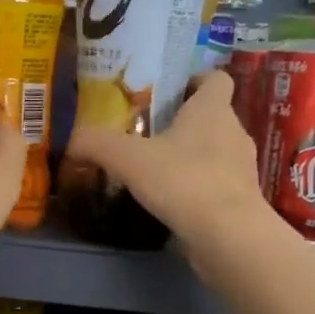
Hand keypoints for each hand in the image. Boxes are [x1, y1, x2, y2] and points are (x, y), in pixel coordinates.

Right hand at [65, 71, 270, 252]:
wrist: (228, 235)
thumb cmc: (182, 180)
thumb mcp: (127, 158)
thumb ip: (97, 144)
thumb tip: (71, 142)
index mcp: (212, 110)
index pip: (215, 79)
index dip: (194, 80)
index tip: (168, 92)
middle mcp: (234, 132)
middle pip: (212, 116)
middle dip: (183, 123)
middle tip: (148, 134)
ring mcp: (243, 167)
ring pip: (216, 151)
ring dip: (190, 156)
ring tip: (157, 170)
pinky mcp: (242, 200)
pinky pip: (217, 183)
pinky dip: (197, 187)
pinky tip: (171, 201)